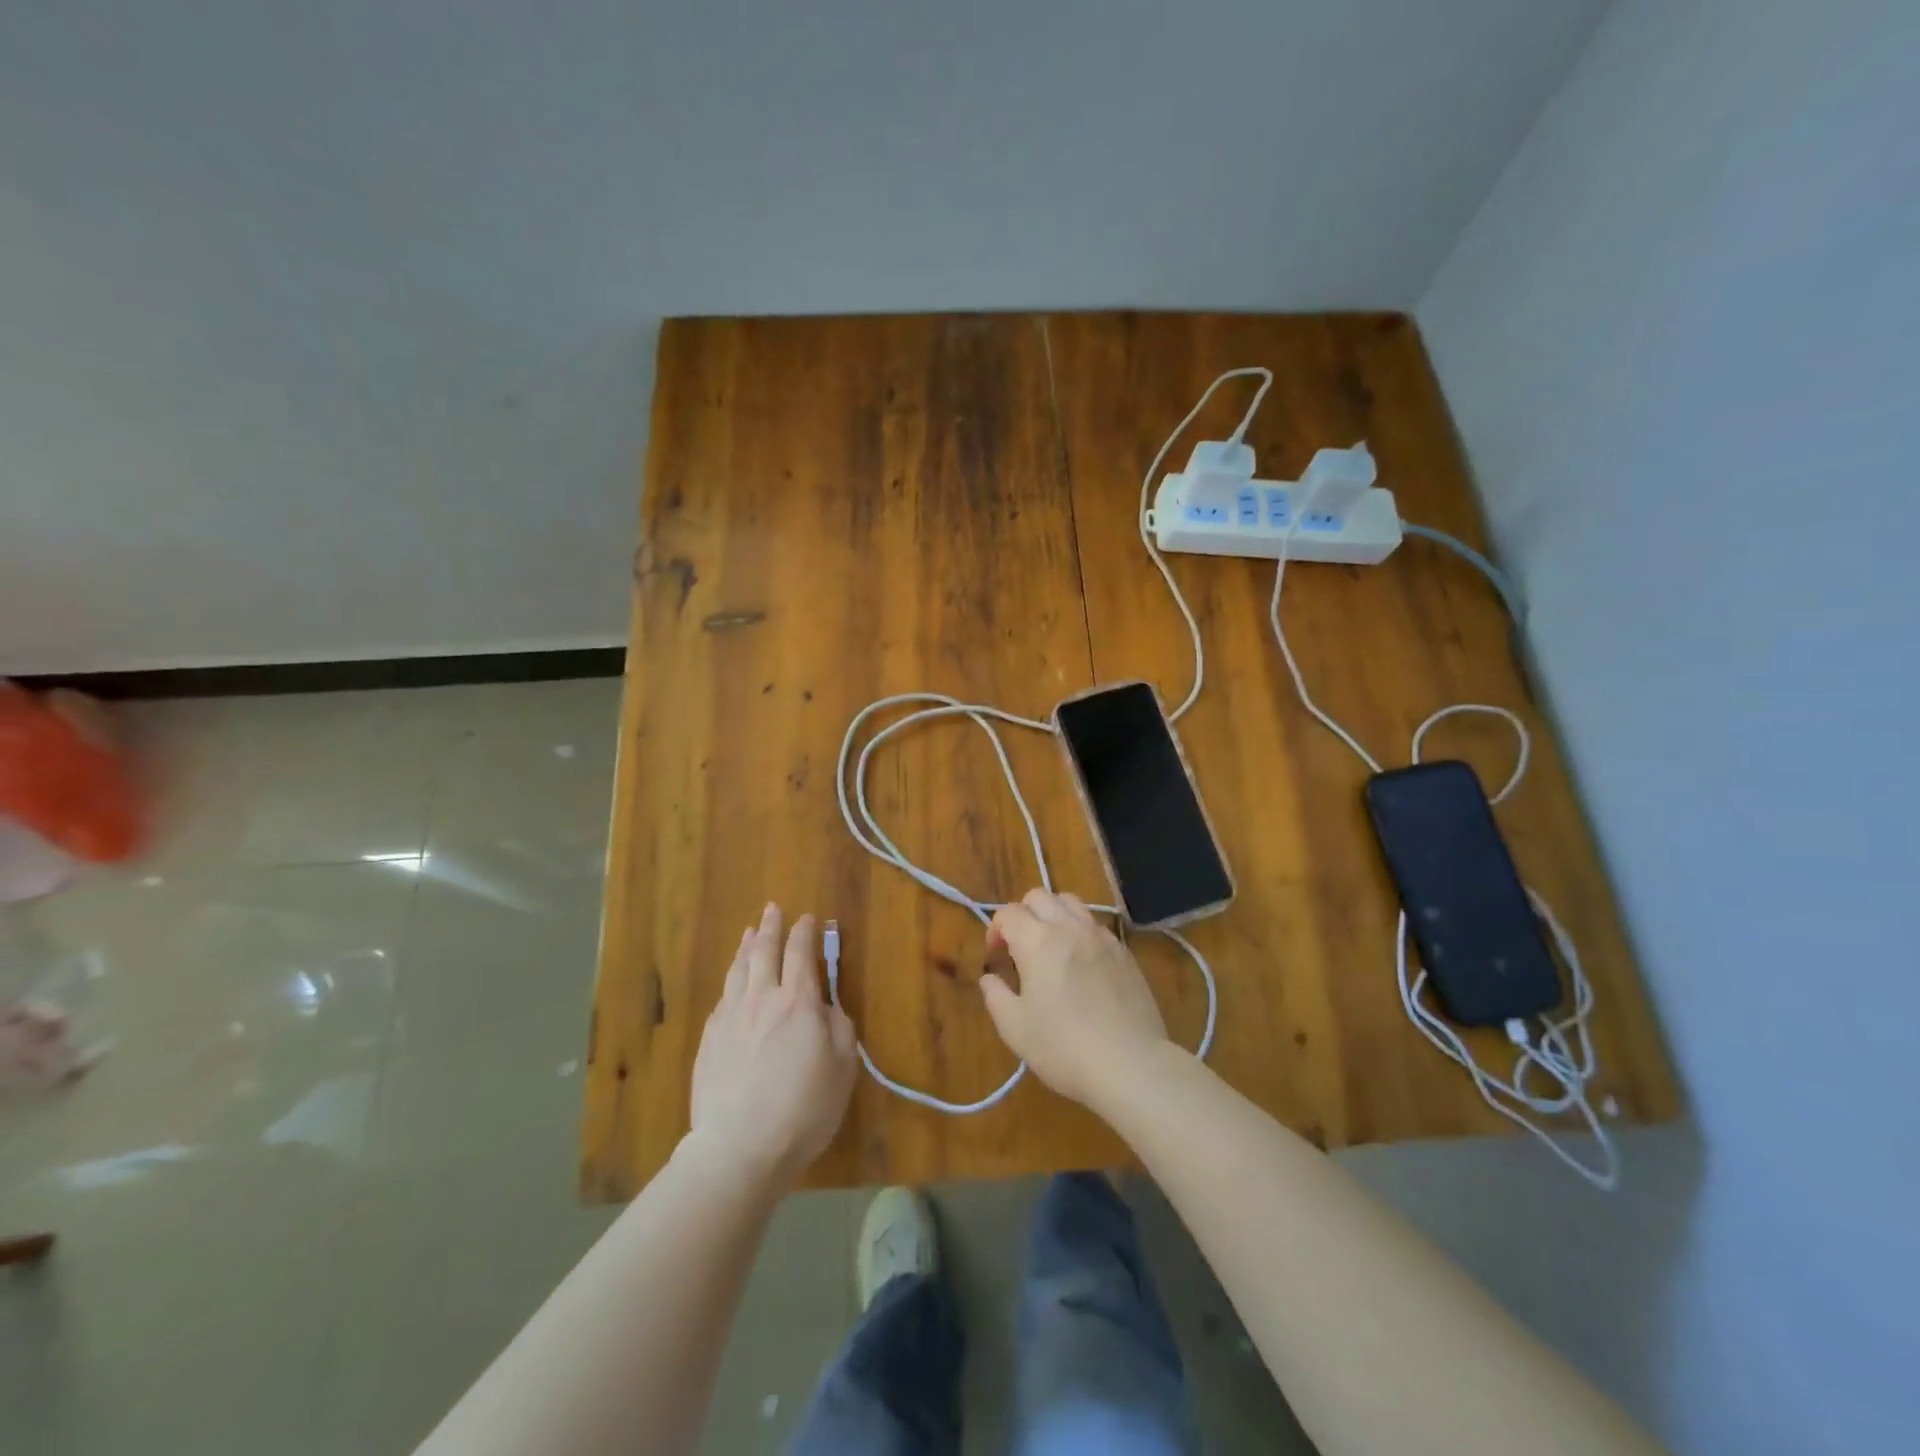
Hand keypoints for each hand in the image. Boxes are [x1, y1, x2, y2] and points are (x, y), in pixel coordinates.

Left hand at [689, 904, 856, 1187]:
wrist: (739, 1146)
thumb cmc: (803, 1107)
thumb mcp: (843, 1066)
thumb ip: (839, 1027)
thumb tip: (827, 1005)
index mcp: (799, 1001)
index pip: (801, 953)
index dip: (805, 932)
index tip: (808, 918)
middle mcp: (762, 998)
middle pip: (765, 951)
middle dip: (771, 927)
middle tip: (773, 908)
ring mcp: (731, 1017)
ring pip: (738, 969)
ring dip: (747, 946)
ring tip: (751, 932)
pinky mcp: (709, 1039)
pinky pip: (723, 996)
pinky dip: (732, 979)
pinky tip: (733, 981)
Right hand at [981, 889, 1170, 1109]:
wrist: (1131, 1064)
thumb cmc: (1064, 1047)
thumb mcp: (1015, 1029)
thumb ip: (996, 996)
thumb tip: (990, 978)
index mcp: (1037, 941)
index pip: (1009, 913)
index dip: (995, 929)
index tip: (995, 956)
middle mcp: (1069, 928)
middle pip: (1040, 896)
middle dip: (1023, 914)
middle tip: (1019, 947)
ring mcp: (1101, 936)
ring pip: (1071, 903)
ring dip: (1053, 915)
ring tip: (1051, 947)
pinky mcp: (1124, 952)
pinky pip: (1095, 925)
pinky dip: (1080, 931)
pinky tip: (1081, 963)